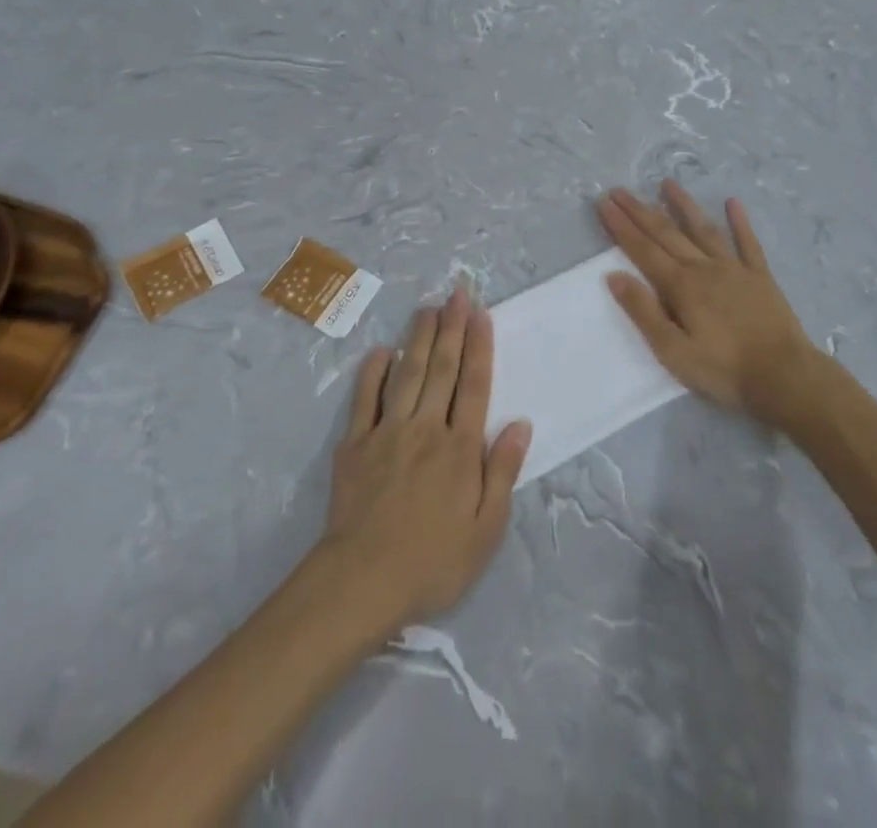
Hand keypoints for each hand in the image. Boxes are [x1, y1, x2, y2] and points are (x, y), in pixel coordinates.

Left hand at [319, 286, 531, 633]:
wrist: (362, 582)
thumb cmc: (433, 562)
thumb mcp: (486, 529)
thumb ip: (503, 472)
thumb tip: (521, 424)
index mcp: (460, 448)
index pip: (474, 385)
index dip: (479, 347)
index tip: (481, 314)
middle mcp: (426, 428)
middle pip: (442, 369)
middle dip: (452, 328)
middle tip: (457, 293)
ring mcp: (388, 432)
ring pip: (407, 374)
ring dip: (419, 338)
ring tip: (428, 309)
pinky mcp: (355, 444)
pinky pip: (365, 399)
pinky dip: (373, 372)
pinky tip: (382, 351)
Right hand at [598, 181, 819, 424]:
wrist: (785, 377)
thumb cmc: (724, 370)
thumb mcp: (673, 351)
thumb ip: (644, 312)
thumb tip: (614, 276)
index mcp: (681, 286)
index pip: (643, 250)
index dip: (621, 226)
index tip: (603, 203)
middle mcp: (704, 268)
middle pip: (666, 233)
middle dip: (640, 211)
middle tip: (620, 190)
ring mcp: (735, 269)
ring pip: (703, 229)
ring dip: (684, 205)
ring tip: (667, 183)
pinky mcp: (760, 277)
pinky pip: (748, 243)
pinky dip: (740, 222)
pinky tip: (732, 202)